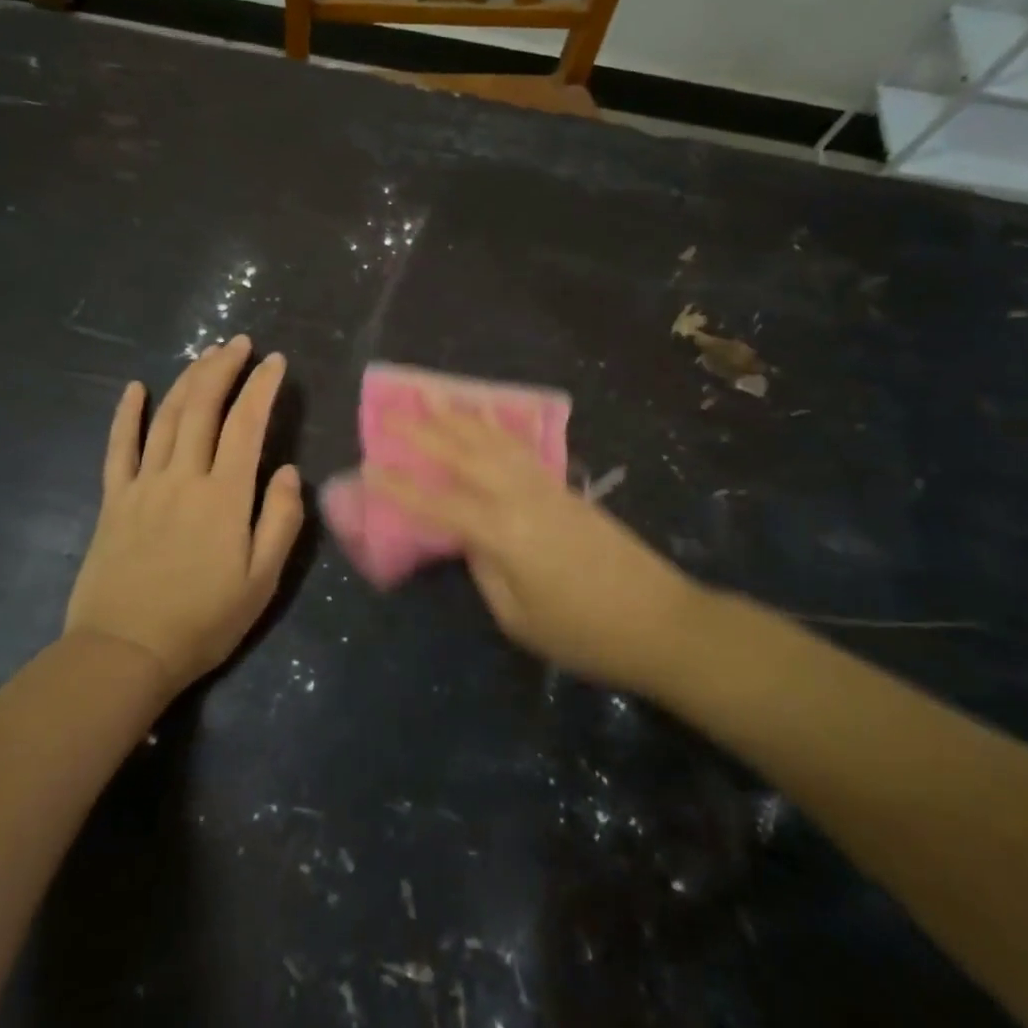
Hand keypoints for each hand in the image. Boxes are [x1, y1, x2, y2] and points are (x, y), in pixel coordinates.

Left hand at [65, 336, 304, 693]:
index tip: (274, 361)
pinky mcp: (114, 500)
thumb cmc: (203, 620)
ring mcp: (143, 485)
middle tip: (238, 343)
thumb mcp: (261, 580)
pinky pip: (119, 448)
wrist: (125, 653)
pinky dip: (126, 415)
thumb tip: (287, 471)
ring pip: (166, 418)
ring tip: (205, 355)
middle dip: (223, 368)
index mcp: (224, 495)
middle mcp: (183, 477)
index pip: (246, 425)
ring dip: (187, 381)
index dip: (261, 387)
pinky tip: (134, 388)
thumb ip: (280, 520)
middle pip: (202, 408)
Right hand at [367, 410, 696, 693]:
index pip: (437, 502)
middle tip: (388, 409)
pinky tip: (486, 415)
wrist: (661, 621)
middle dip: (422, 430)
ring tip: (431, 394)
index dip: (398, 485)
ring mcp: (545, 485)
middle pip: (462, 454)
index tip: (365, 465)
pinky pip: (519, 446)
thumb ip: (484, 568)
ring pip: (492, 440)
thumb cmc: (584, 633)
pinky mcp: (563, 487)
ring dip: (458, 416)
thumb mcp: (517, 617)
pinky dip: (496, 426)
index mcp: (502, 532)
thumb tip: (469, 536)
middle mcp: (519, 496)